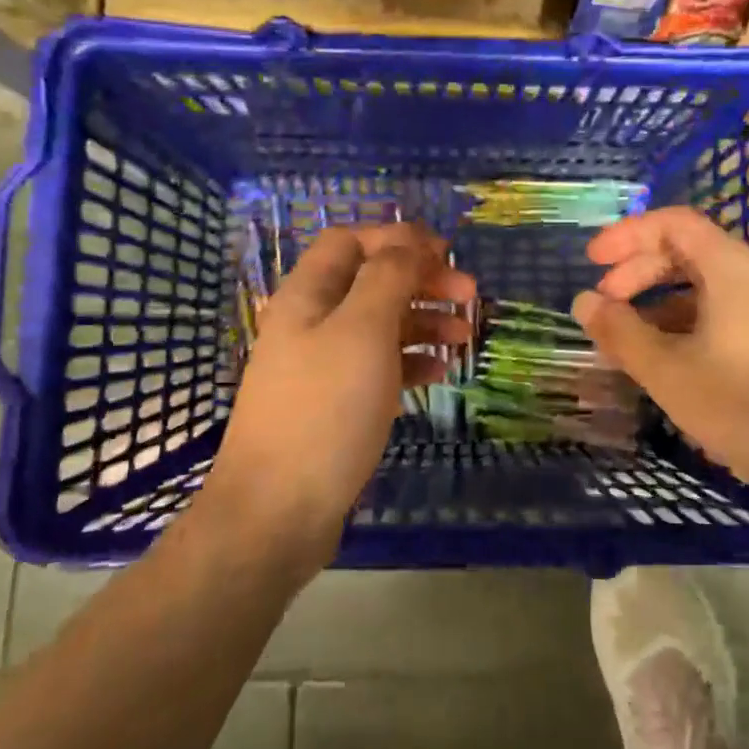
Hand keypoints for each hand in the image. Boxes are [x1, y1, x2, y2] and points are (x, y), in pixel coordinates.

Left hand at [197, 224, 473, 571]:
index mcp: (308, 295)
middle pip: (371, 281)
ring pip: (380, 324)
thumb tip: (409, 242)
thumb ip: (388, 277)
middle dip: (421, 280)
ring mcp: (322, 365)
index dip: (398, 239)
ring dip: (424, 321)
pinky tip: (440, 372)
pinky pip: (379, 366)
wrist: (278, 510)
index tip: (446, 254)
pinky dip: (411, 361)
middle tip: (469, 295)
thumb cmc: (325, 409)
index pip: (351, 241)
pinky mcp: (335, 403)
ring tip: (465, 336)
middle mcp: (311, 322)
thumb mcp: (363, 331)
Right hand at [571, 208, 748, 508]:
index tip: (592, 263)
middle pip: (692, 253)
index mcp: (733, 268)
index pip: (674, 223)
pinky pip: (735, 315)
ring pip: (713, 289)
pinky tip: (683, 368)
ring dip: (666, 306)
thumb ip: (621, 333)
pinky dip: (697, 326)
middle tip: (607, 309)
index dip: (627, 236)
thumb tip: (584, 301)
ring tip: (636, 346)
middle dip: (641, 274)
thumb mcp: (670, 372)